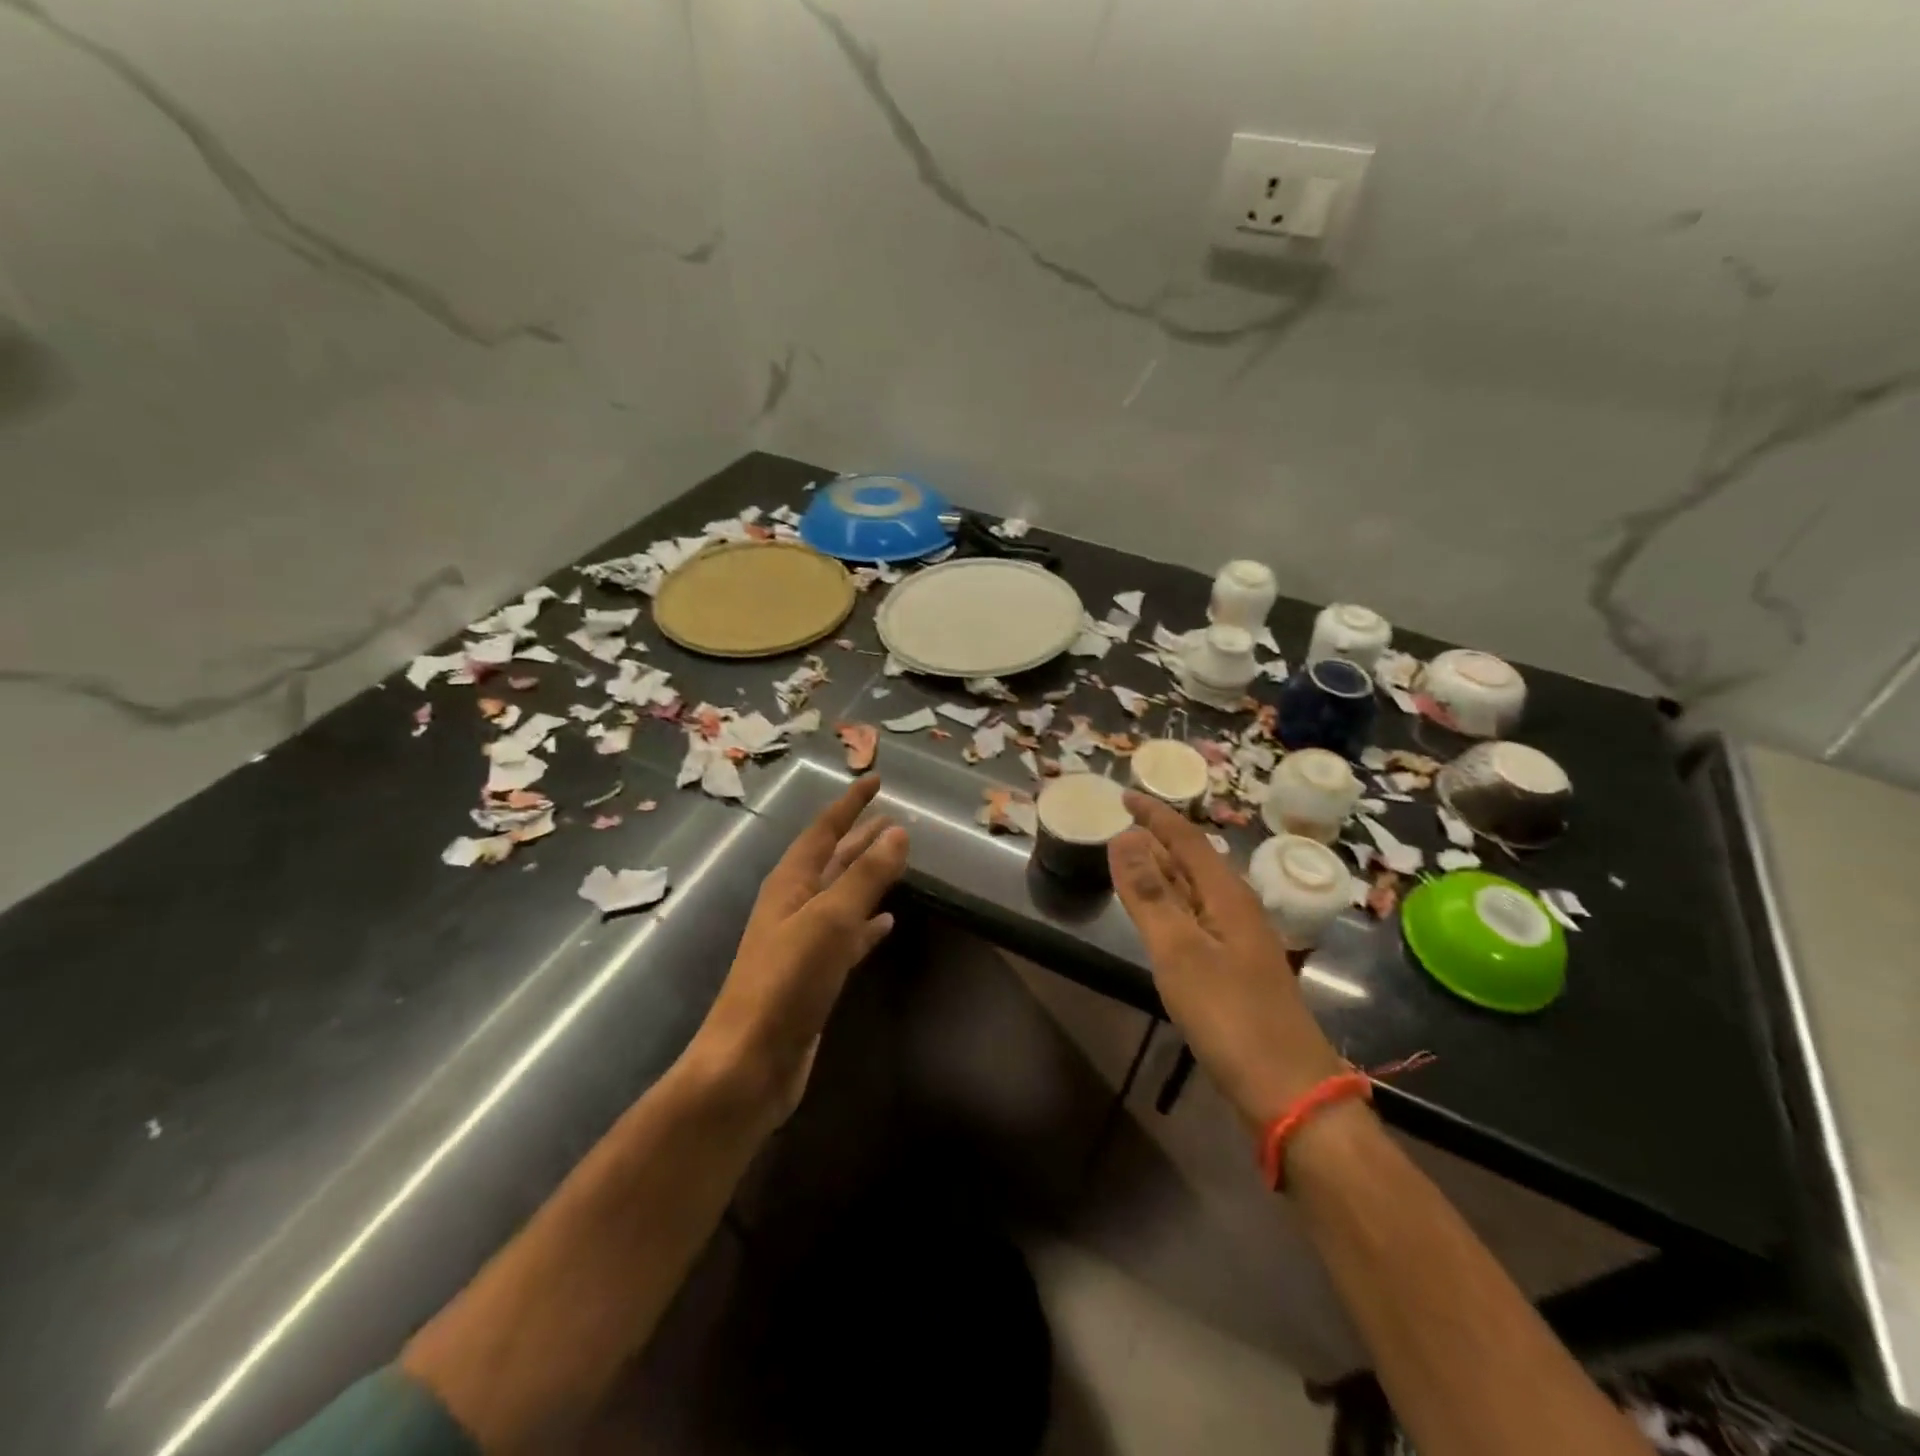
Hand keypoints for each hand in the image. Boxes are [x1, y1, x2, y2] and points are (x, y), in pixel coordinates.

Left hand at [689, 775, 908, 1126]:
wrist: (750, 1062)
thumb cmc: (787, 981)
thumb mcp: (830, 920)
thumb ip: (865, 876)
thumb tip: (898, 831)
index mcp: (790, 883)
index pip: (824, 829)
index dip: (850, 803)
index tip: (876, 779)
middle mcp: (793, 905)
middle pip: (832, 859)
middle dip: (860, 837)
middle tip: (893, 817)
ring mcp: (802, 942)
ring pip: (841, 895)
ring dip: (866, 876)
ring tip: (896, 859)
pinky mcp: (814, 975)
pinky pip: (847, 937)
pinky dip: (867, 925)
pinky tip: (887, 923)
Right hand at [1108, 792, 1346, 1129]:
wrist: (1289, 1093)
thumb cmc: (1230, 1017)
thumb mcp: (1180, 951)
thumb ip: (1150, 894)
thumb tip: (1125, 836)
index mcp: (1228, 896)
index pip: (1188, 839)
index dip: (1156, 815)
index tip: (1125, 795)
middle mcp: (1237, 910)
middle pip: (1194, 861)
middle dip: (1158, 839)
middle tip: (1120, 825)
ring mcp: (1239, 942)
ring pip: (1195, 891)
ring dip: (1164, 872)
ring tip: (1131, 861)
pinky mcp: (1234, 971)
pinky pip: (1196, 920)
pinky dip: (1171, 906)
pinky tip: (1159, 919)